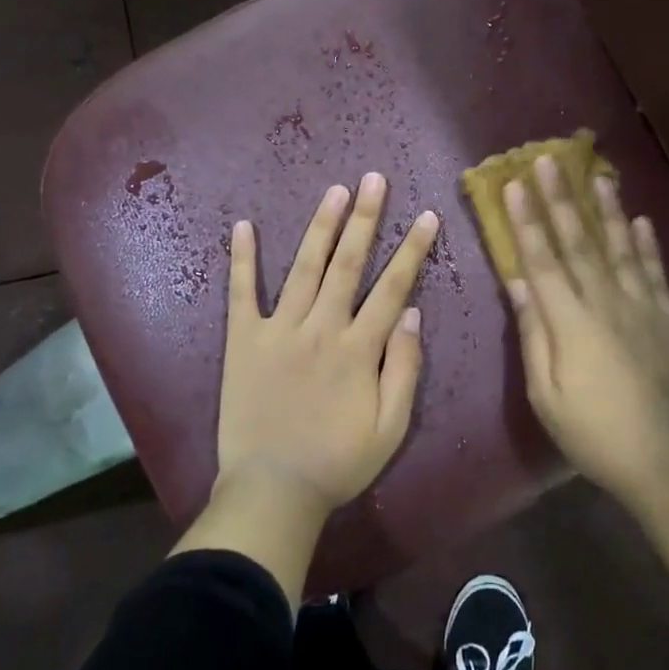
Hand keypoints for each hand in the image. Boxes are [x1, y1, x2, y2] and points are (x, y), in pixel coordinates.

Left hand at [215, 172, 439, 522]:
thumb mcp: (390, 428)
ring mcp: (279, 330)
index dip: (412, 250)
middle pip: (348, 264)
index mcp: (358, 349)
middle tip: (374, 179)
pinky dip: (242, 259)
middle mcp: (321, 328)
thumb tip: (411, 313)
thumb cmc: (337, 464)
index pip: (392, 287)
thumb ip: (404, 369)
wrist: (272, 490)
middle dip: (365, 218)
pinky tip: (242, 226)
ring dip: (320, 227)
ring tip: (335, 190)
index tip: (426, 215)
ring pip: (304, 268)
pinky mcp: (243, 340)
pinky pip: (242, 293)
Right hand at [503, 156, 668, 505]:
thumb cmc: (593, 432)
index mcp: (570, 321)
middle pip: (579, 242)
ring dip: (605, 209)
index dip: (527, 220)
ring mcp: (644, 307)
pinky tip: (641, 220)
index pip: (541, 259)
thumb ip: (533, 334)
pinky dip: (647, 244)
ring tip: (596, 174)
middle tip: (548, 160)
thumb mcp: (546, 394)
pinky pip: (656, 272)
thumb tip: (519, 284)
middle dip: (561, 199)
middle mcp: (606, 302)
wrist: (667, 460)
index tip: (515, 184)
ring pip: (620, 247)